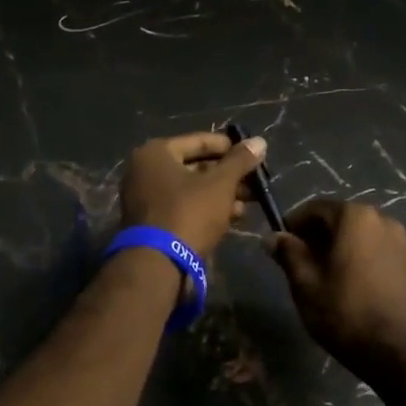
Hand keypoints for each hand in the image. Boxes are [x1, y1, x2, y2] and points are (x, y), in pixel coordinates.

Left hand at [119, 130, 267, 256]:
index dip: (230, 148)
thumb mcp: (220, 184)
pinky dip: (207, 208)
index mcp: (156, 153)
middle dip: (229, 175)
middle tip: (255, 181)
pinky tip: (234, 216)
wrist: (158, 264)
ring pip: (192, 188)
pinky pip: (184, 206)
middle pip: (196, 165)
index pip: (200, 141)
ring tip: (251, 201)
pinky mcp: (153, 222)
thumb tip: (260, 141)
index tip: (254, 155)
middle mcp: (146, 170)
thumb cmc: (189, 213)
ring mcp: (147, 197)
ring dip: (222, 193)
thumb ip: (240, 161)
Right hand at [270, 199, 405, 386]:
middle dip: (316, 236)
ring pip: (359, 235)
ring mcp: (400, 240)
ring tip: (322, 276)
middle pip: (339, 219)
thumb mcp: (305, 283)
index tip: (280, 245)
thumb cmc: (345, 312)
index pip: (316, 209)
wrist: (397, 350)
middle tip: (298, 263)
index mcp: (355, 217)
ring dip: (338, 247)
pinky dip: (358, 257)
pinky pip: (375, 249)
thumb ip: (288, 253)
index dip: (294, 224)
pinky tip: (348, 283)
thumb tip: (272, 236)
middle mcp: (382, 219)